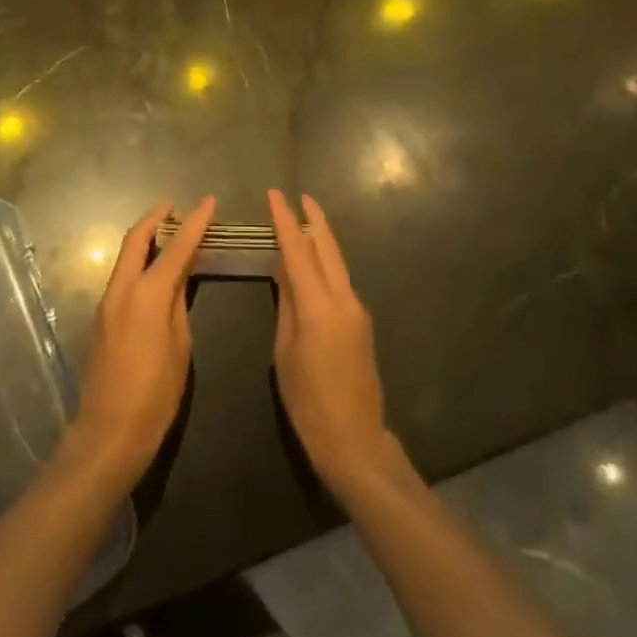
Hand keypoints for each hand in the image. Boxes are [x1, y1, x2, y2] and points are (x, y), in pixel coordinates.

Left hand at [73, 197, 214, 486]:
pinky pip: (121, 275)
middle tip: (174, 205)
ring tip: (167, 231)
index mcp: (147, 295)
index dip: (194, 223)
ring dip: (144, 238)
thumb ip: (178, 305)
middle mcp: (122, 290)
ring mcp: (106, 303)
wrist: (108, 433)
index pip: (176, 248)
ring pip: (125, 256)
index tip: (208, 202)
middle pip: (136, 240)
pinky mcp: (101, 318)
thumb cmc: (155, 395)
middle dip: (155, 218)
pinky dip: (138, 260)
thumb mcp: (180, 347)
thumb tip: (180, 278)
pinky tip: (153, 268)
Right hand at [269, 190, 391, 496]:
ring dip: (321, 238)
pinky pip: (340, 280)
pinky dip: (326, 262)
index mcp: (320, 307)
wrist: (355, 441)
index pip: (298, 252)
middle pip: (327, 248)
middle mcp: (344, 300)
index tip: (275, 195)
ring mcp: (357, 310)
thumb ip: (287, 306)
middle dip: (313, 219)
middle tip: (299, 195)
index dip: (285, 221)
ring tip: (304, 219)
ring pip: (337, 262)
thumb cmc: (308, 403)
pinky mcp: (361, 322)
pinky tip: (314, 261)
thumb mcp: (285, 353)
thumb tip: (285, 271)